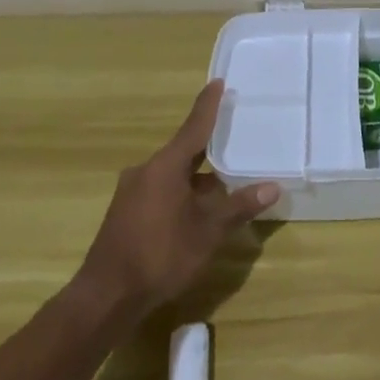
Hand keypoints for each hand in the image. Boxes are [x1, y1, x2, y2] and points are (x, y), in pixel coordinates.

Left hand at [77, 81, 281, 313]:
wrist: (106, 296)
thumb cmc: (160, 255)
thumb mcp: (207, 232)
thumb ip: (238, 207)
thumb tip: (272, 187)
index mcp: (165, 166)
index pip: (193, 127)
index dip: (207, 105)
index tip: (217, 82)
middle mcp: (146, 171)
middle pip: (184, 151)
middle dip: (209, 149)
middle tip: (235, 137)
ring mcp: (132, 192)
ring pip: (173, 174)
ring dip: (198, 178)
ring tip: (226, 183)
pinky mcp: (126, 213)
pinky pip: (162, 190)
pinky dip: (183, 193)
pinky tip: (199, 210)